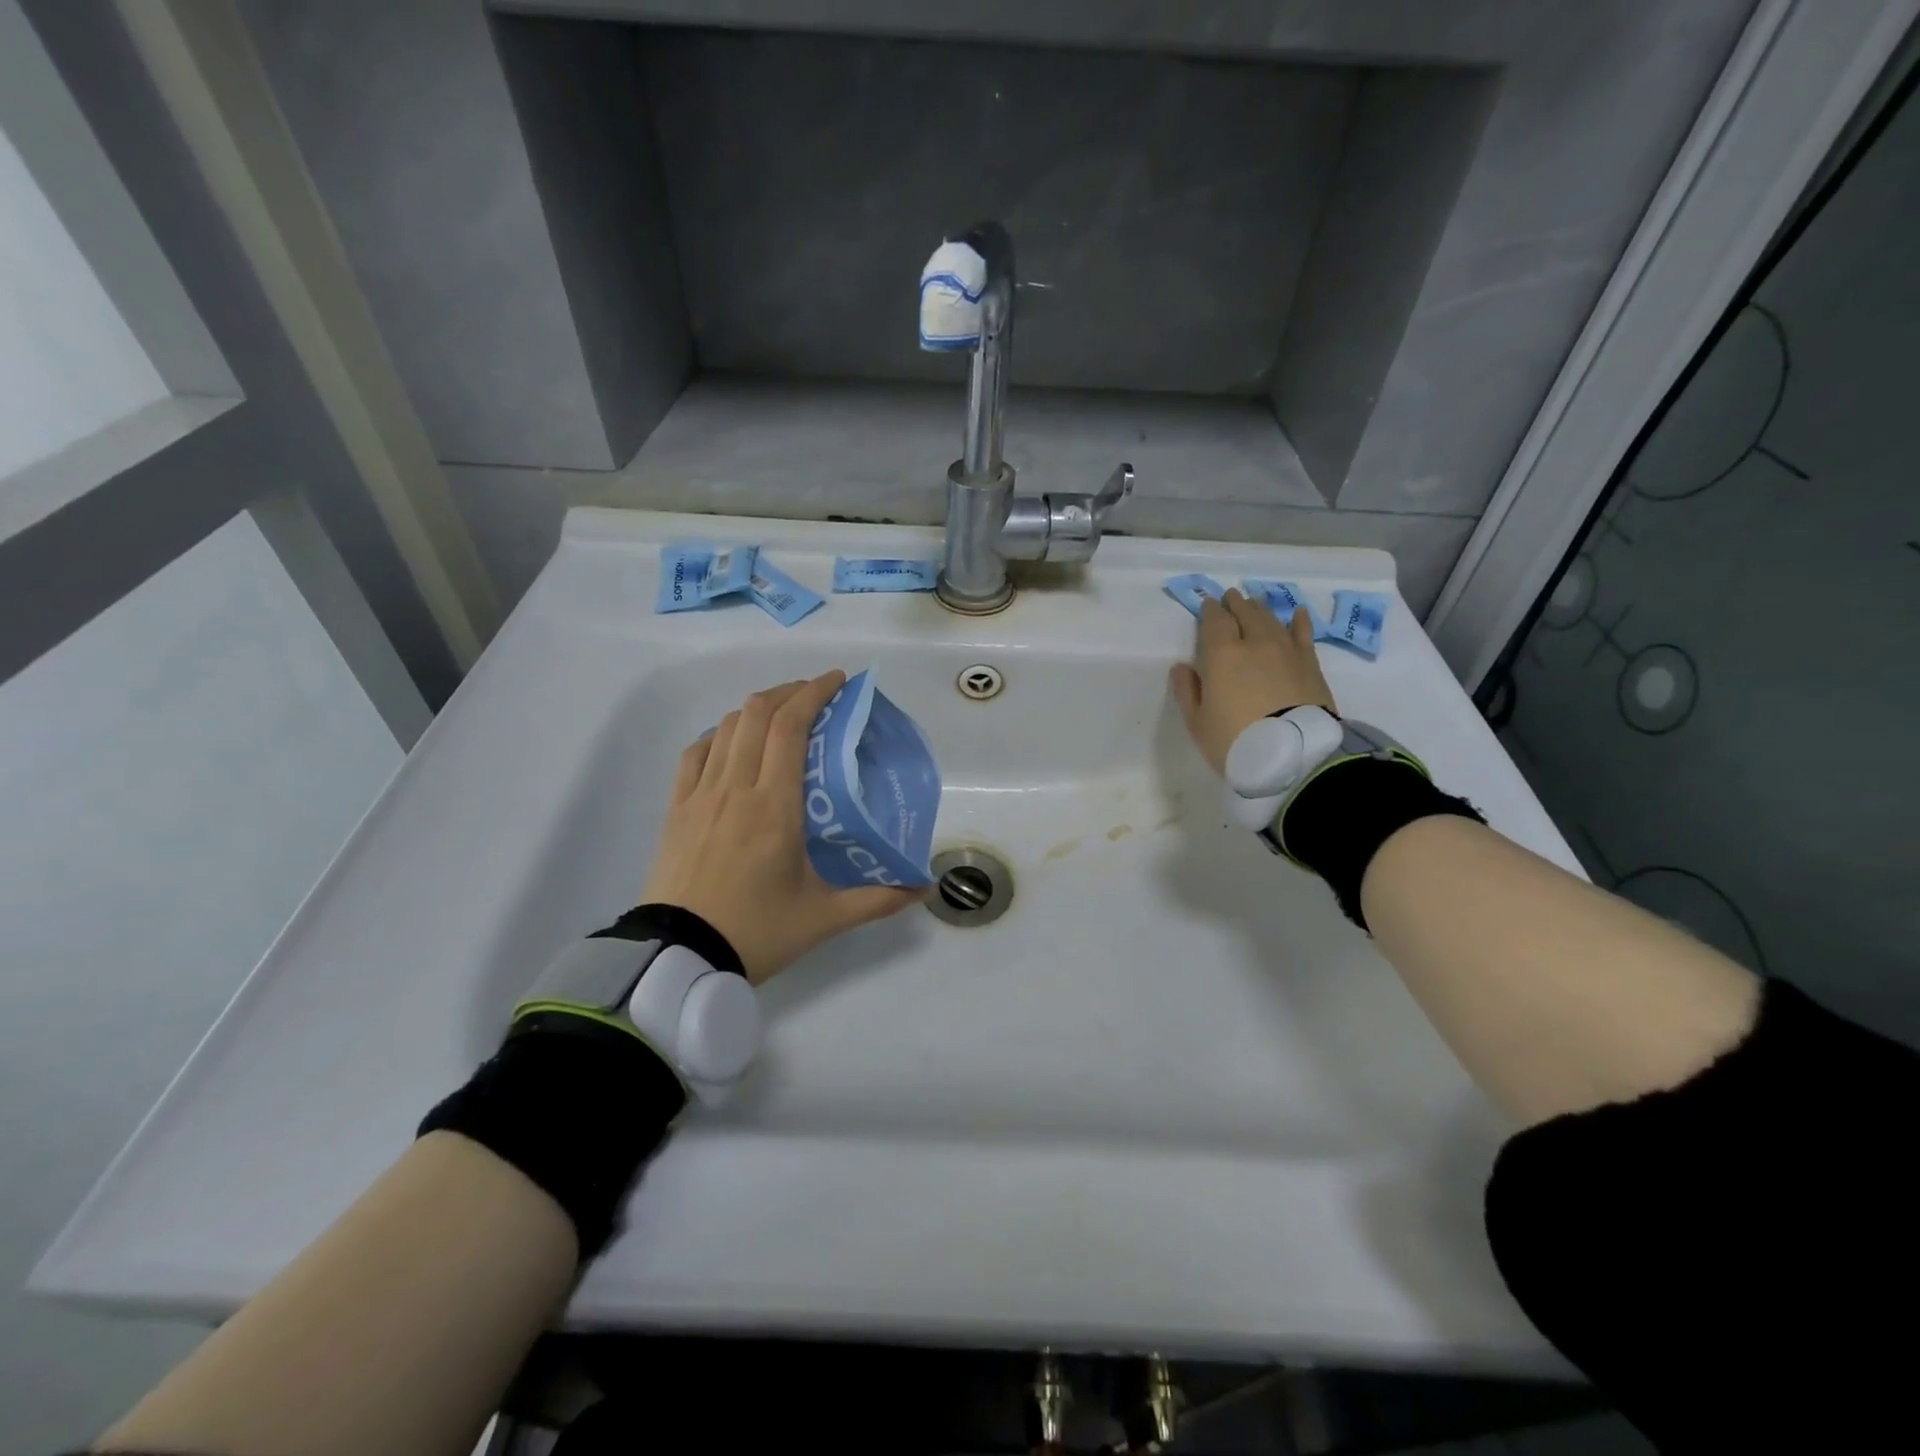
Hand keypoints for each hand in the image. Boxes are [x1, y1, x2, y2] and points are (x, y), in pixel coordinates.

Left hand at [640, 671, 922, 983]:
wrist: (680, 958)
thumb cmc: (756, 932)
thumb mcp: (824, 918)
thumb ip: (879, 899)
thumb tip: (925, 889)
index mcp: (774, 807)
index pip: (791, 727)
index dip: (814, 692)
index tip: (839, 681)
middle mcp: (736, 788)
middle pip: (758, 713)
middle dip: (790, 691)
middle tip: (818, 696)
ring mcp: (700, 795)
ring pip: (728, 727)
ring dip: (758, 708)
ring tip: (783, 714)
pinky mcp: (676, 808)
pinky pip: (696, 752)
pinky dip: (721, 734)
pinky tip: (734, 742)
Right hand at [1169, 590, 1338, 775]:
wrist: (1292, 754)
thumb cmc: (1234, 740)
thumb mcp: (1198, 722)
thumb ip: (1187, 691)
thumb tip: (1182, 667)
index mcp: (1221, 655)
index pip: (1215, 622)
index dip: (1211, 610)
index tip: (1209, 604)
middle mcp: (1254, 644)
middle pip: (1245, 614)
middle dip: (1236, 603)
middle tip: (1232, 596)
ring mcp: (1285, 651)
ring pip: (1272, 620)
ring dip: (1261, 608)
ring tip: (1256, 601)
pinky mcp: (1310, 664)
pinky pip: (1303, 634)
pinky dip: (1299, 621)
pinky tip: (1298, 613)